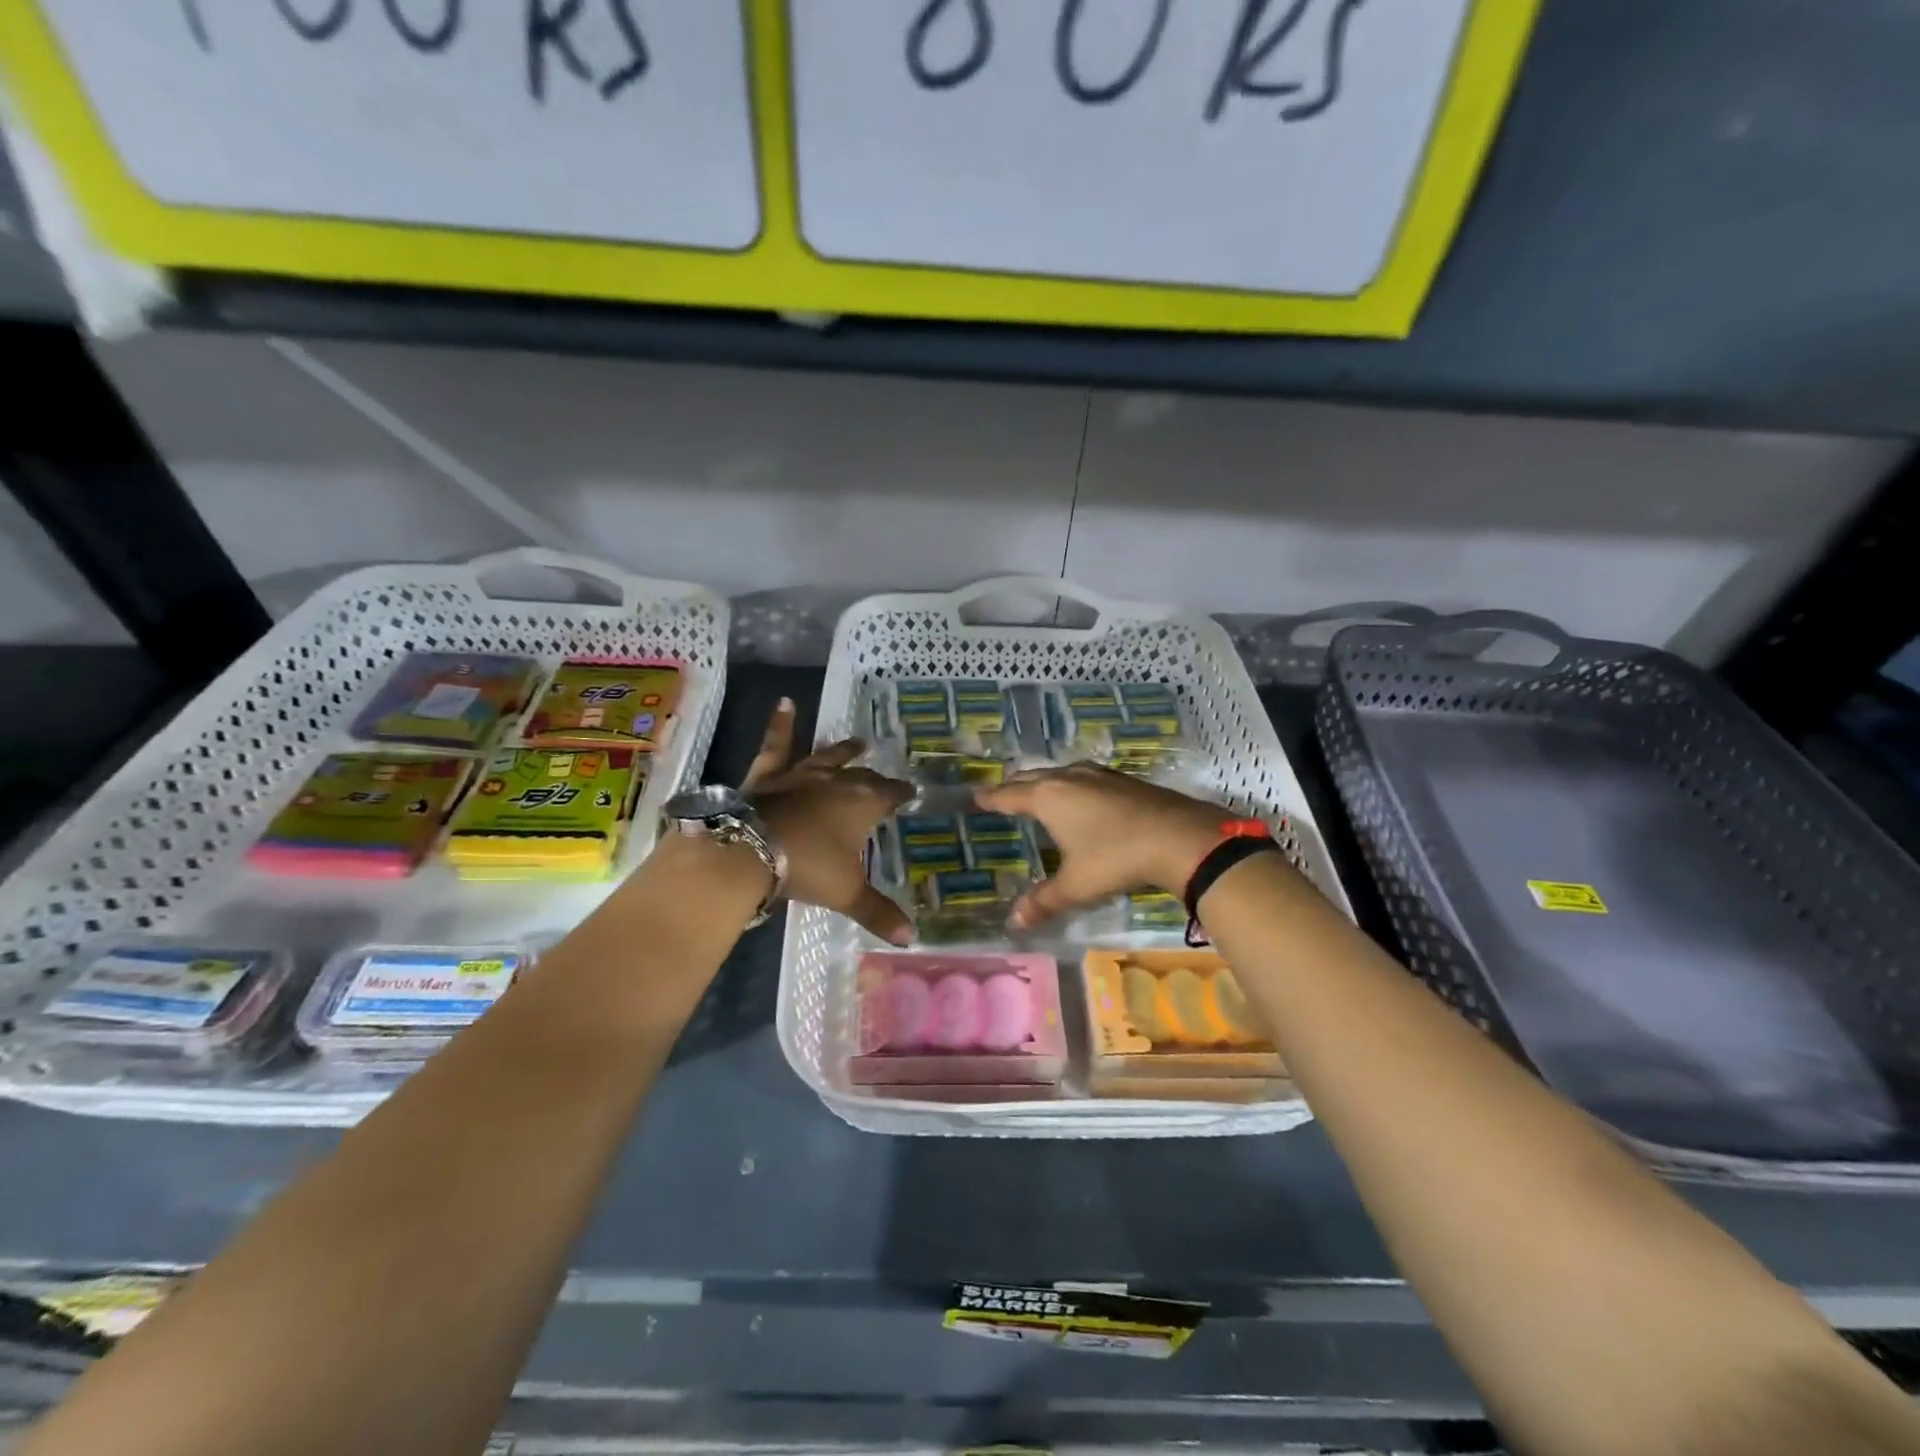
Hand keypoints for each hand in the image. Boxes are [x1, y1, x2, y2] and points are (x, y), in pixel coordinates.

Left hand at [742, 699, 914, 943]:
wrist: (749, 851)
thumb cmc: (807, 867)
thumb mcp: (847, 893)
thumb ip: (878, 912)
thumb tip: (911, 938)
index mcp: (861, 804)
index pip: (889, 794)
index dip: (901, 793)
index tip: (910, 790)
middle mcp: (835, 781)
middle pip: (860, 776)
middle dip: (874, 776)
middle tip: (882, 773)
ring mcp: (800, 774)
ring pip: (827, 757)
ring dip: (842, 750)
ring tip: (857, 740)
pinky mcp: (768, 775)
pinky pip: (776, 745)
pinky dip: (781, 725)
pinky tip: (785, 702)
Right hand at [975, 764, 1230, 929]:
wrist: (1179, 837)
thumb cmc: (1116, 858)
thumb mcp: (1076, 884)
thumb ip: (1044, 900)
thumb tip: (1014, 922)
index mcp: (1049, 797)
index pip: (1009, 795)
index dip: (991, 798)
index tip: (976, 797)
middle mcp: (1069, 778)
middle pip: (1032, 777)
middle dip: (1014, 786)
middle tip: (1000, 794)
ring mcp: (1098, 775)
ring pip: (1060, 773)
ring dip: (1044, 781)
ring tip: (1036, 791)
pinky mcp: (1122, 780)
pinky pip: (1083, 777)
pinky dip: (1070, 784)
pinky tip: (1080, 795)